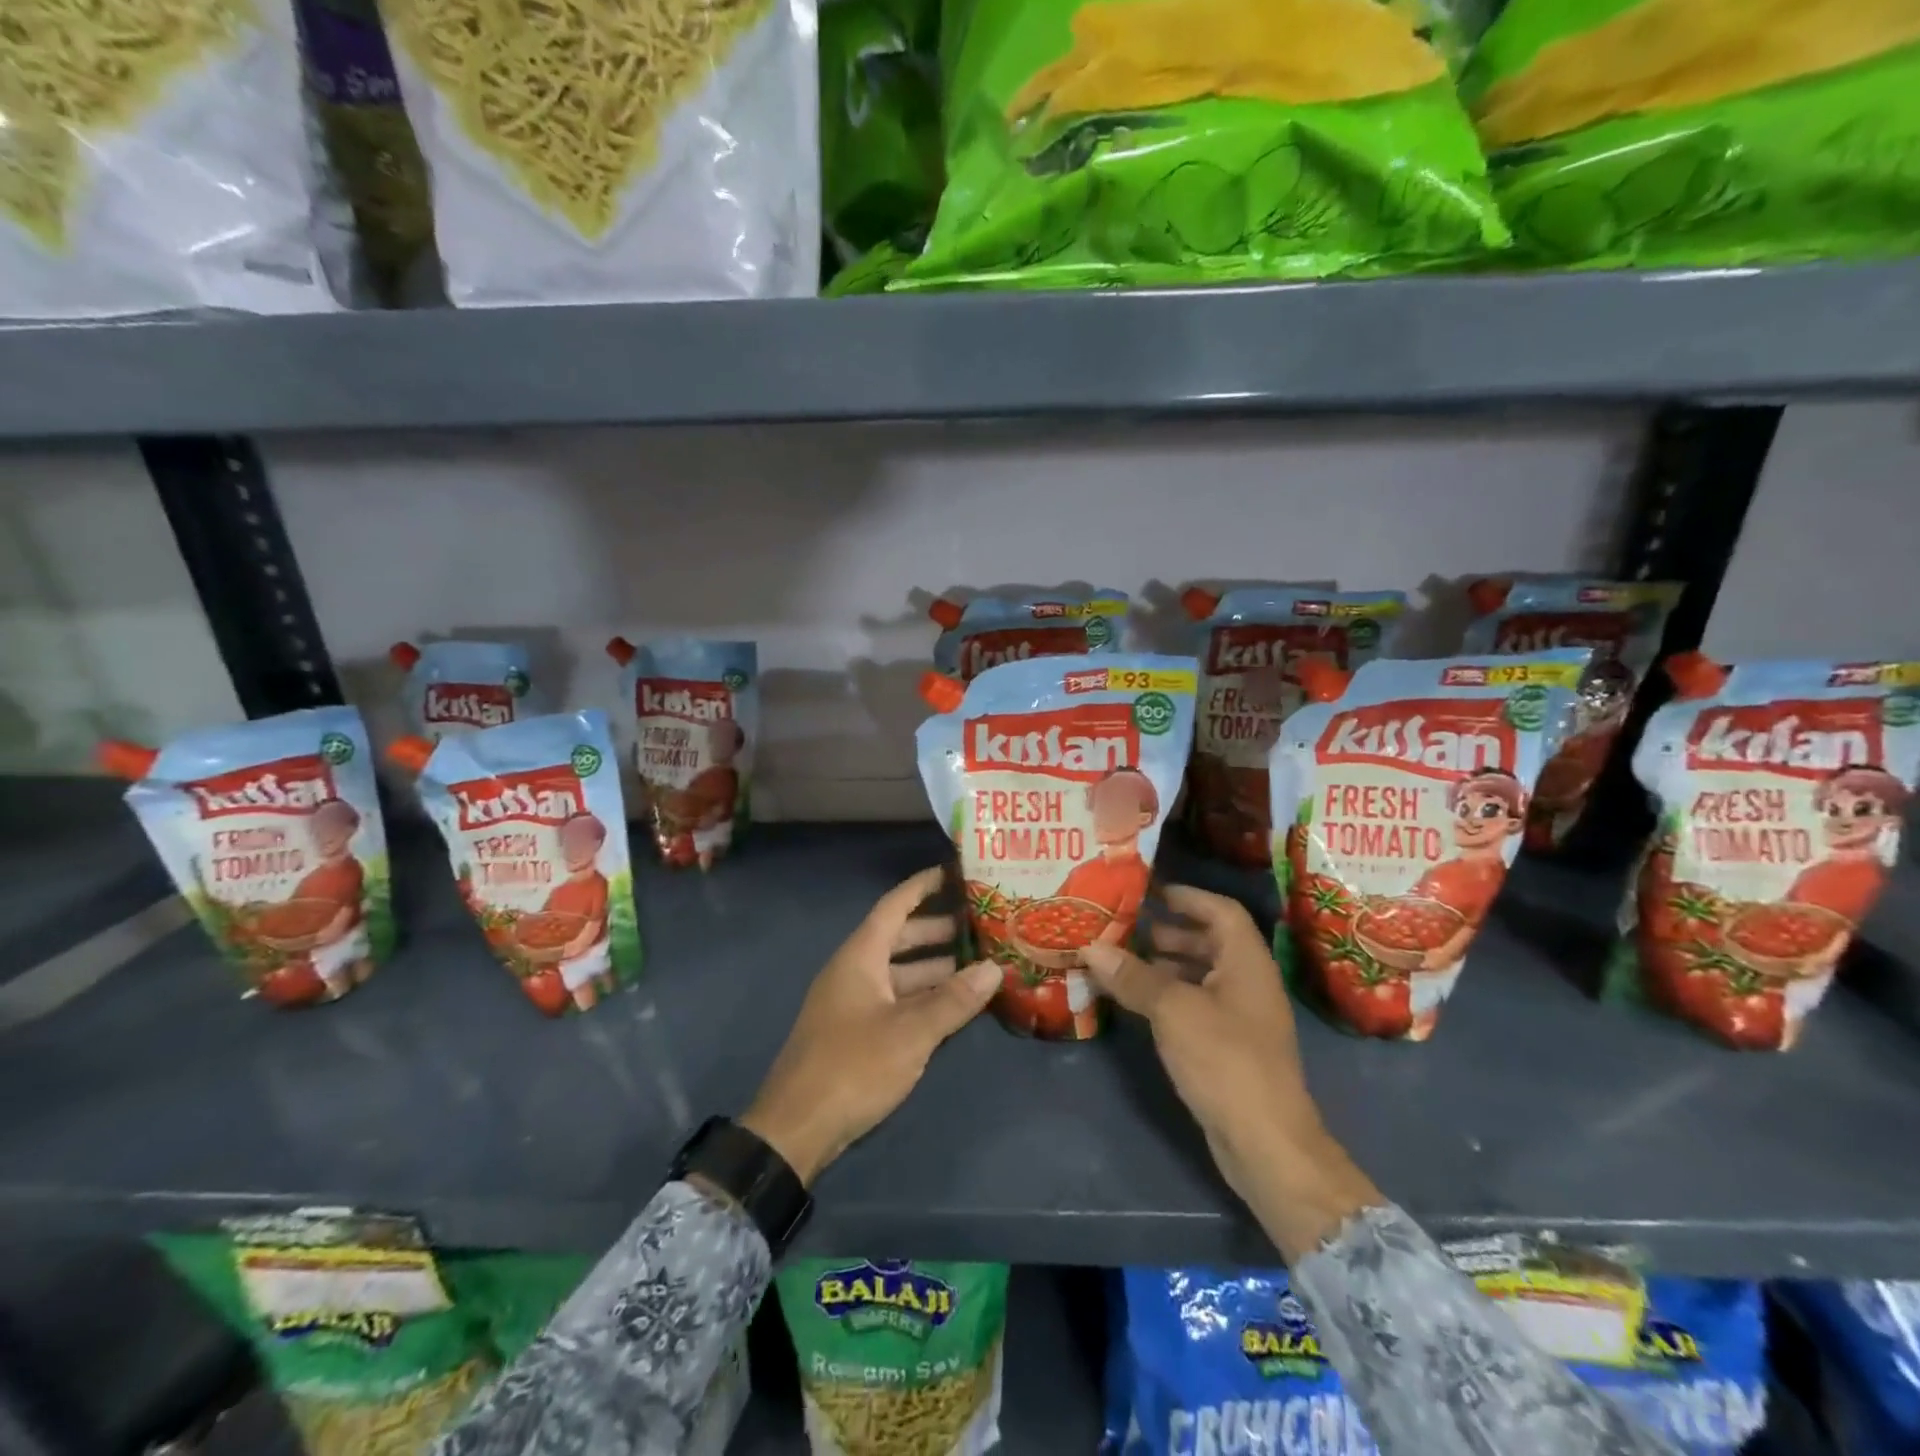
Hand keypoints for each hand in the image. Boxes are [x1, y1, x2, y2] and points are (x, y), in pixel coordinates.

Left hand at [742, 867, 997, 1185]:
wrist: (795, 1129)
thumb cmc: (853, 1067)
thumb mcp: (910, 1033)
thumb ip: (953, 1000)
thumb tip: (994, 968)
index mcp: (860, 957)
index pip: (895, 905)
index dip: (923, 886)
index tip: (955, 871)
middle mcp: (854, 971)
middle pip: (899, 937)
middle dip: (938, 929)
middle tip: (980, 924)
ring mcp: (852, 1003)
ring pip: (899, 972)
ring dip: (934, 967)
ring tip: (977, 965)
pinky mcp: (854, 1033)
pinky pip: (895, 1000)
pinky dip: (922, 997)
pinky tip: (951, 1006)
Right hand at [1084, 885, 1380, 1260]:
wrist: (1267, 1144)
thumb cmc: (1225, 1060)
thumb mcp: (1173, 1011)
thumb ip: (1134, 977)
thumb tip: (1092, 947)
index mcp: (1247, 962)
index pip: (1221, 911)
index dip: (1188, 896)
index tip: (1151, 890)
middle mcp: (1249, 983)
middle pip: (1212, 942)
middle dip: (1171, 931)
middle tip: (1128, 927)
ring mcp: (1242, 1018)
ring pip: (1203, 976)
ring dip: (1167, 965)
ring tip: (1125, 962)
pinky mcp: (1231, 1049)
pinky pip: (1197, 1006)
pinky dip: (1170, 997)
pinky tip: (1140, 1003)